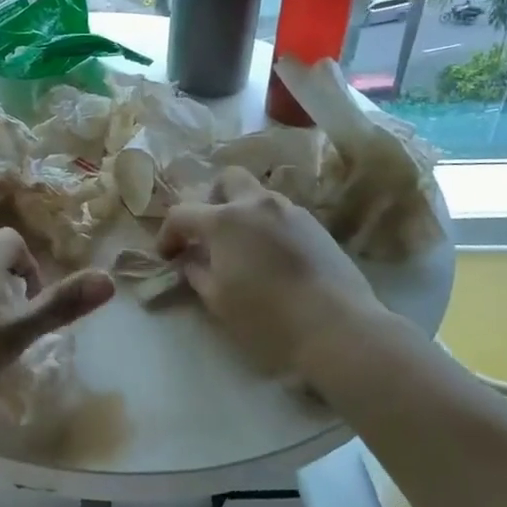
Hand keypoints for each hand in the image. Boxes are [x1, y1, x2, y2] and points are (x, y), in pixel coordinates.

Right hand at [158, 166, 391, 378]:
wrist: (338, 327)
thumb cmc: (268, 317)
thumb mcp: (219, 300)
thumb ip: (198, 273)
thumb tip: (192, 260)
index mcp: (225, 220)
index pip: (182, 213)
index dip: (168, 234)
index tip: (168, 256)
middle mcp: (256, 204)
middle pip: (227, 179)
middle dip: (212, 199)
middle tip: (210, 232)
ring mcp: (291, 211)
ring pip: (258, 195)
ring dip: (243, 212)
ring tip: (244, 248)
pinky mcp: (316, 226)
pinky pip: (282, 214)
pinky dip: (268, 226)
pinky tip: (273, 258)